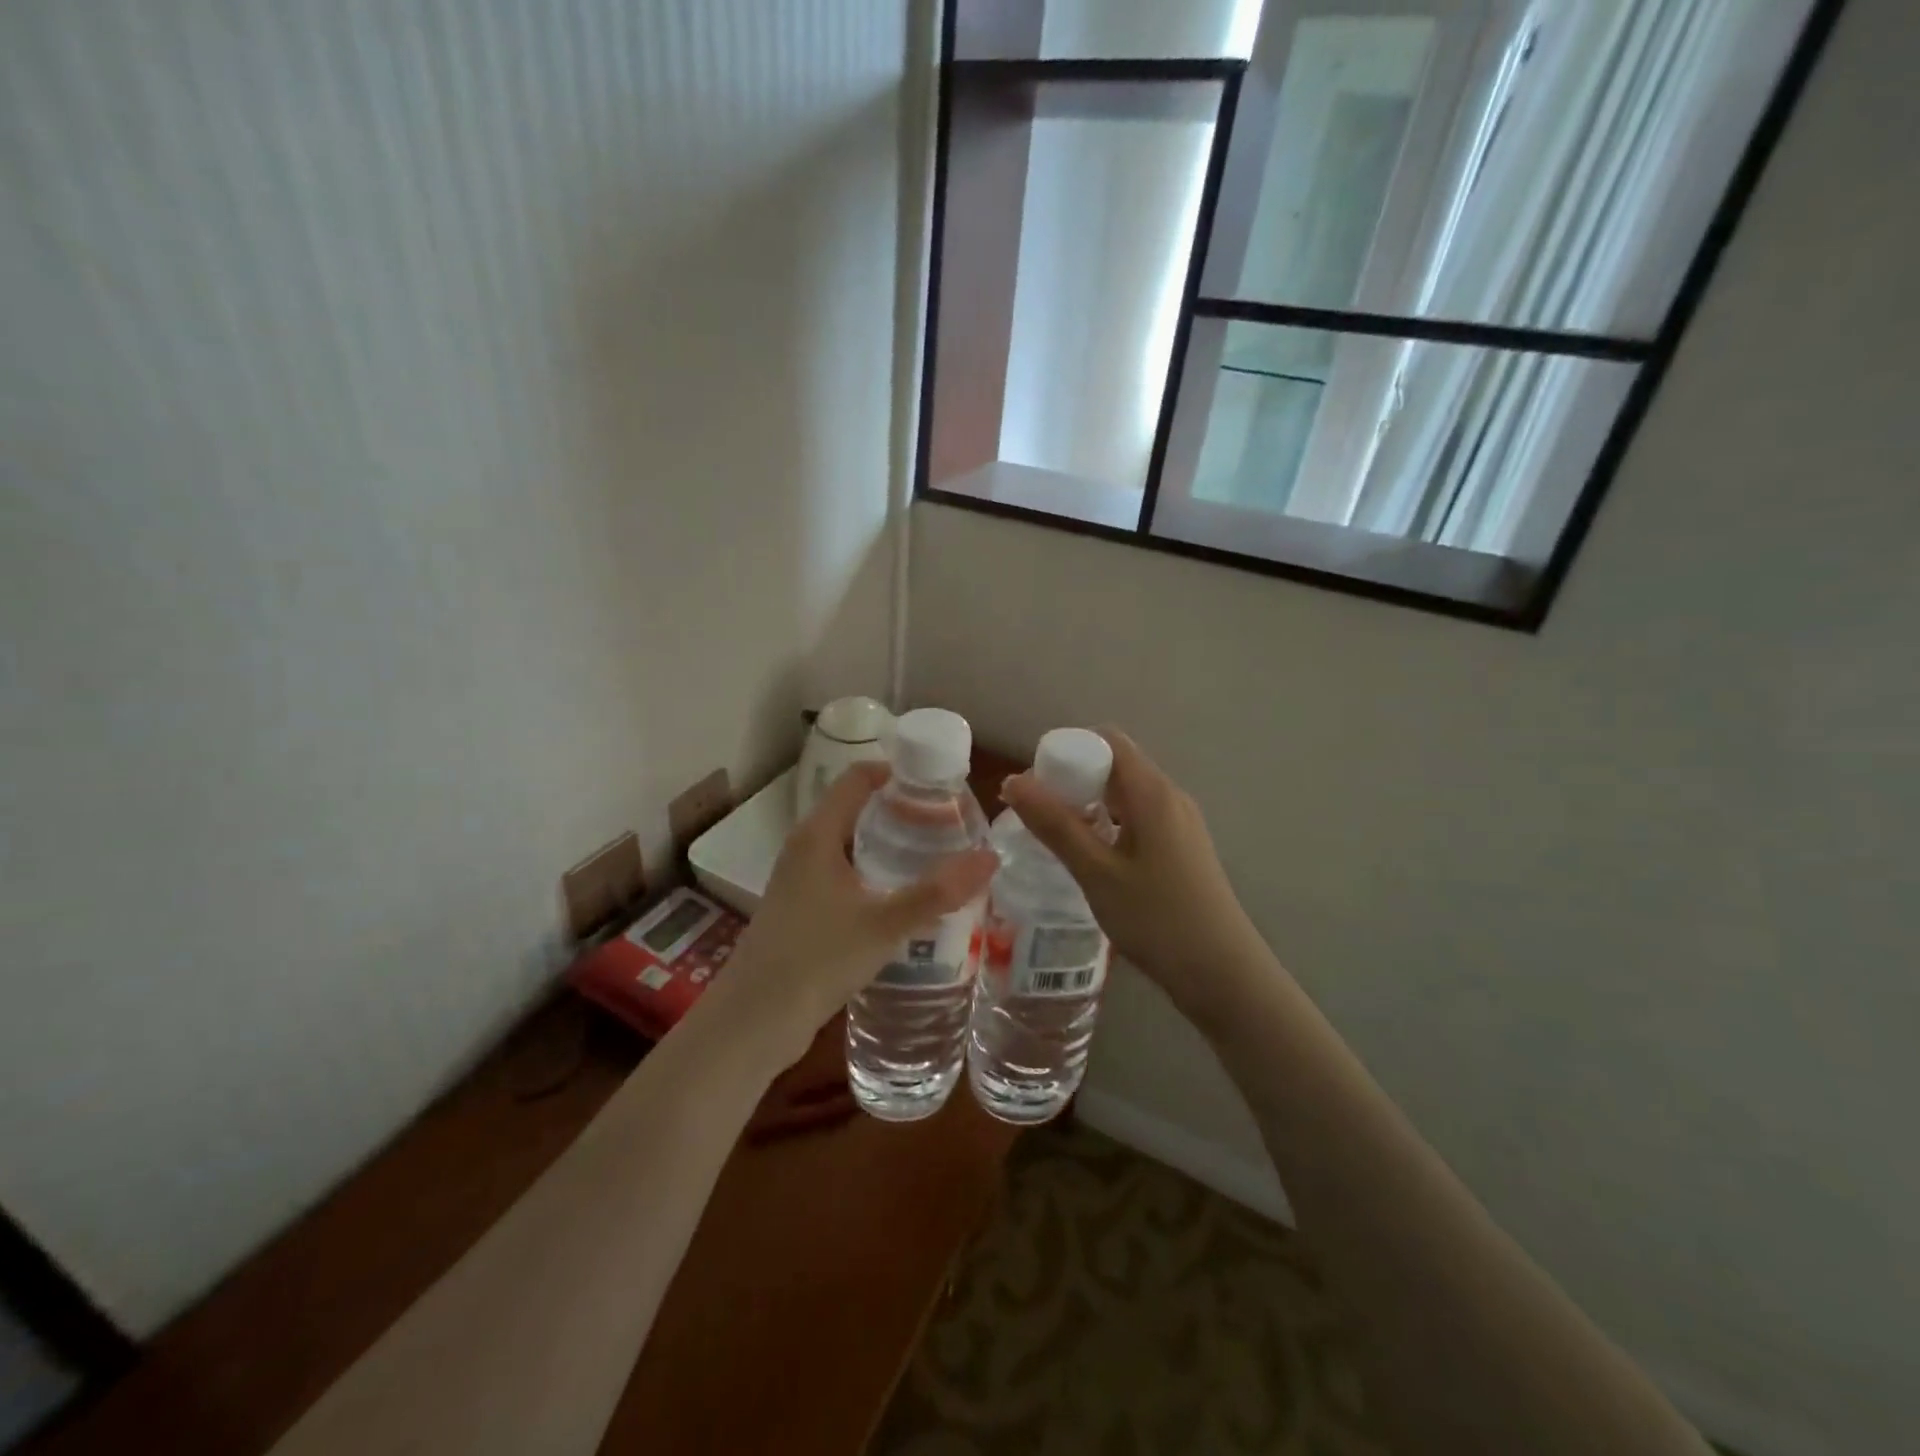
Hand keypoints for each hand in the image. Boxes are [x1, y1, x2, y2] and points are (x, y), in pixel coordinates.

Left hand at [712, 762, 997, 1066]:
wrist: (753, 1021)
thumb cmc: (816, 959)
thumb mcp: (884, 924)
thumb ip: (937, 892)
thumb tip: (990, 857)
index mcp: (818, 834)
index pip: (858, 777)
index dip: (898, 772)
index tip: (941, 784)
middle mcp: (806, 848)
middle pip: (858, 809)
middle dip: (903, 812)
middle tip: (951, 823)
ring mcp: (801, 880)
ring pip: (853, 846)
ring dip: (891, 846)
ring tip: (938, 857)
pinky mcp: (803, 910)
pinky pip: (846, 875)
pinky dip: (876, 875)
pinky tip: (905, 900)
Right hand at [1000, 729, 1270, 1024]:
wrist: (1222, 974)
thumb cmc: (1156, 918)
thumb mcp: (1096, 872)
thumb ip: (1054, 825)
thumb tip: (1012, 781)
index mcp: (1152, 792)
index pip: (1108, 740)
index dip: (1069, 749)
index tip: (1037, 781)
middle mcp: (1170, 797)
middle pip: (1116, 765)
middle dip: (1073, 779)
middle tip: (1037, 812)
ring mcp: (1180, 823)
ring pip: (1126, 795)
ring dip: (1089, 804)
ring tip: (1055, 835)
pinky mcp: (1182, 848)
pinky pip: (1138, 818)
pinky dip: (1108, 824)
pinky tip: (1090, 856)